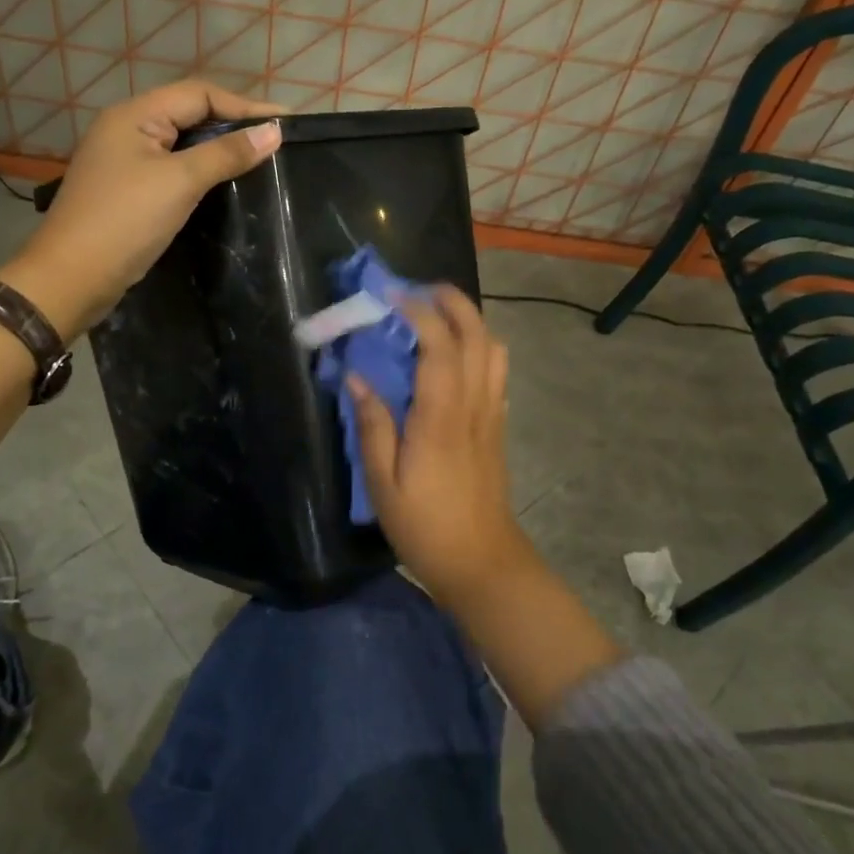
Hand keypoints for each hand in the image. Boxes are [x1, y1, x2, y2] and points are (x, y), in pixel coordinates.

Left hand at [0, 79, 280, 337]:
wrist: (71, 278)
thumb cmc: (126, 221)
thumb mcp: (180, 182)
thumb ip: (226, 153)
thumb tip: (274, 131)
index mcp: (134, 115)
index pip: (199, 94)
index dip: (244, 105)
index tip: (285, 123)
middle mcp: (127, 129)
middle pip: (189, 114)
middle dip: (233, 124)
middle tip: (275, 141)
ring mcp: (124, 161)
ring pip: (181, 143)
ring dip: (218, 148)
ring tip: (258, 160)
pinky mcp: (127, 190)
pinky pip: (172, 169)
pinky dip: (200, 171)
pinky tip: (224, 185)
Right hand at [347, 286, 534, 606]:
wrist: (482, 562)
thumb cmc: (425, 526)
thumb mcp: (383, 483)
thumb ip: (372, 425)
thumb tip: (356, 377)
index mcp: (441, 417)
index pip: (439, 346)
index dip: (418, 312)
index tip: (391, 294)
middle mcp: (473, 405)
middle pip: (477, 336)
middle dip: (452, 302)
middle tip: (419, 290)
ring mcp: (491, 413)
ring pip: (493, 349)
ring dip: (469, 321)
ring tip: (436, 315)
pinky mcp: (497, 425)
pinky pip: (496, 372)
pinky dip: (479, 347)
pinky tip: (454, 356)